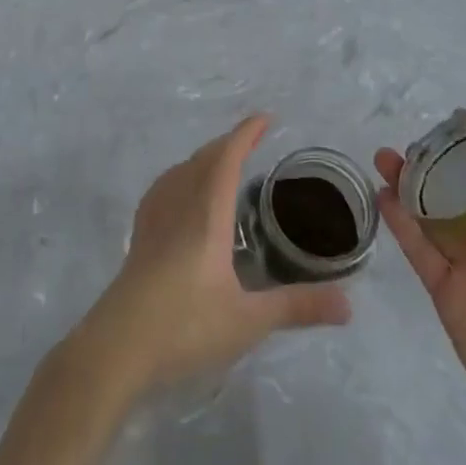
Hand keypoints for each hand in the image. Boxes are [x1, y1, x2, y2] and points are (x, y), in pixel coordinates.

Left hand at [84, 116, 351, 392]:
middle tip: (253, 141)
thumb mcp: (248, 321)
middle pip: (203, 159)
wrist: (116, 346)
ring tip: (222, 163)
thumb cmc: (185, 326)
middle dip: (228, 143)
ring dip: (204, 158)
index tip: (265, 117)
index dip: (246, 134)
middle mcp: (179, 205)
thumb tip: (349, 305)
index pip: (227, 159)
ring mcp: (154, 220)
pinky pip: (163, 189)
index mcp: (206, 214)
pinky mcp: (139, 238)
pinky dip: (181, 177)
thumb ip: (297, 307)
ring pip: (180, 171)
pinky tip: (181, 195)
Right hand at [375, 150, 465, 464]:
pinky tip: (385, 196)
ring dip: (411, 187)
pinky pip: (420, 251)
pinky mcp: (445, 292)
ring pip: (434, 216)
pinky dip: (402, 223)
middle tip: (412, 144)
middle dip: (438, 168)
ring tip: (386, 159)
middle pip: (462, 195)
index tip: (457, 129)